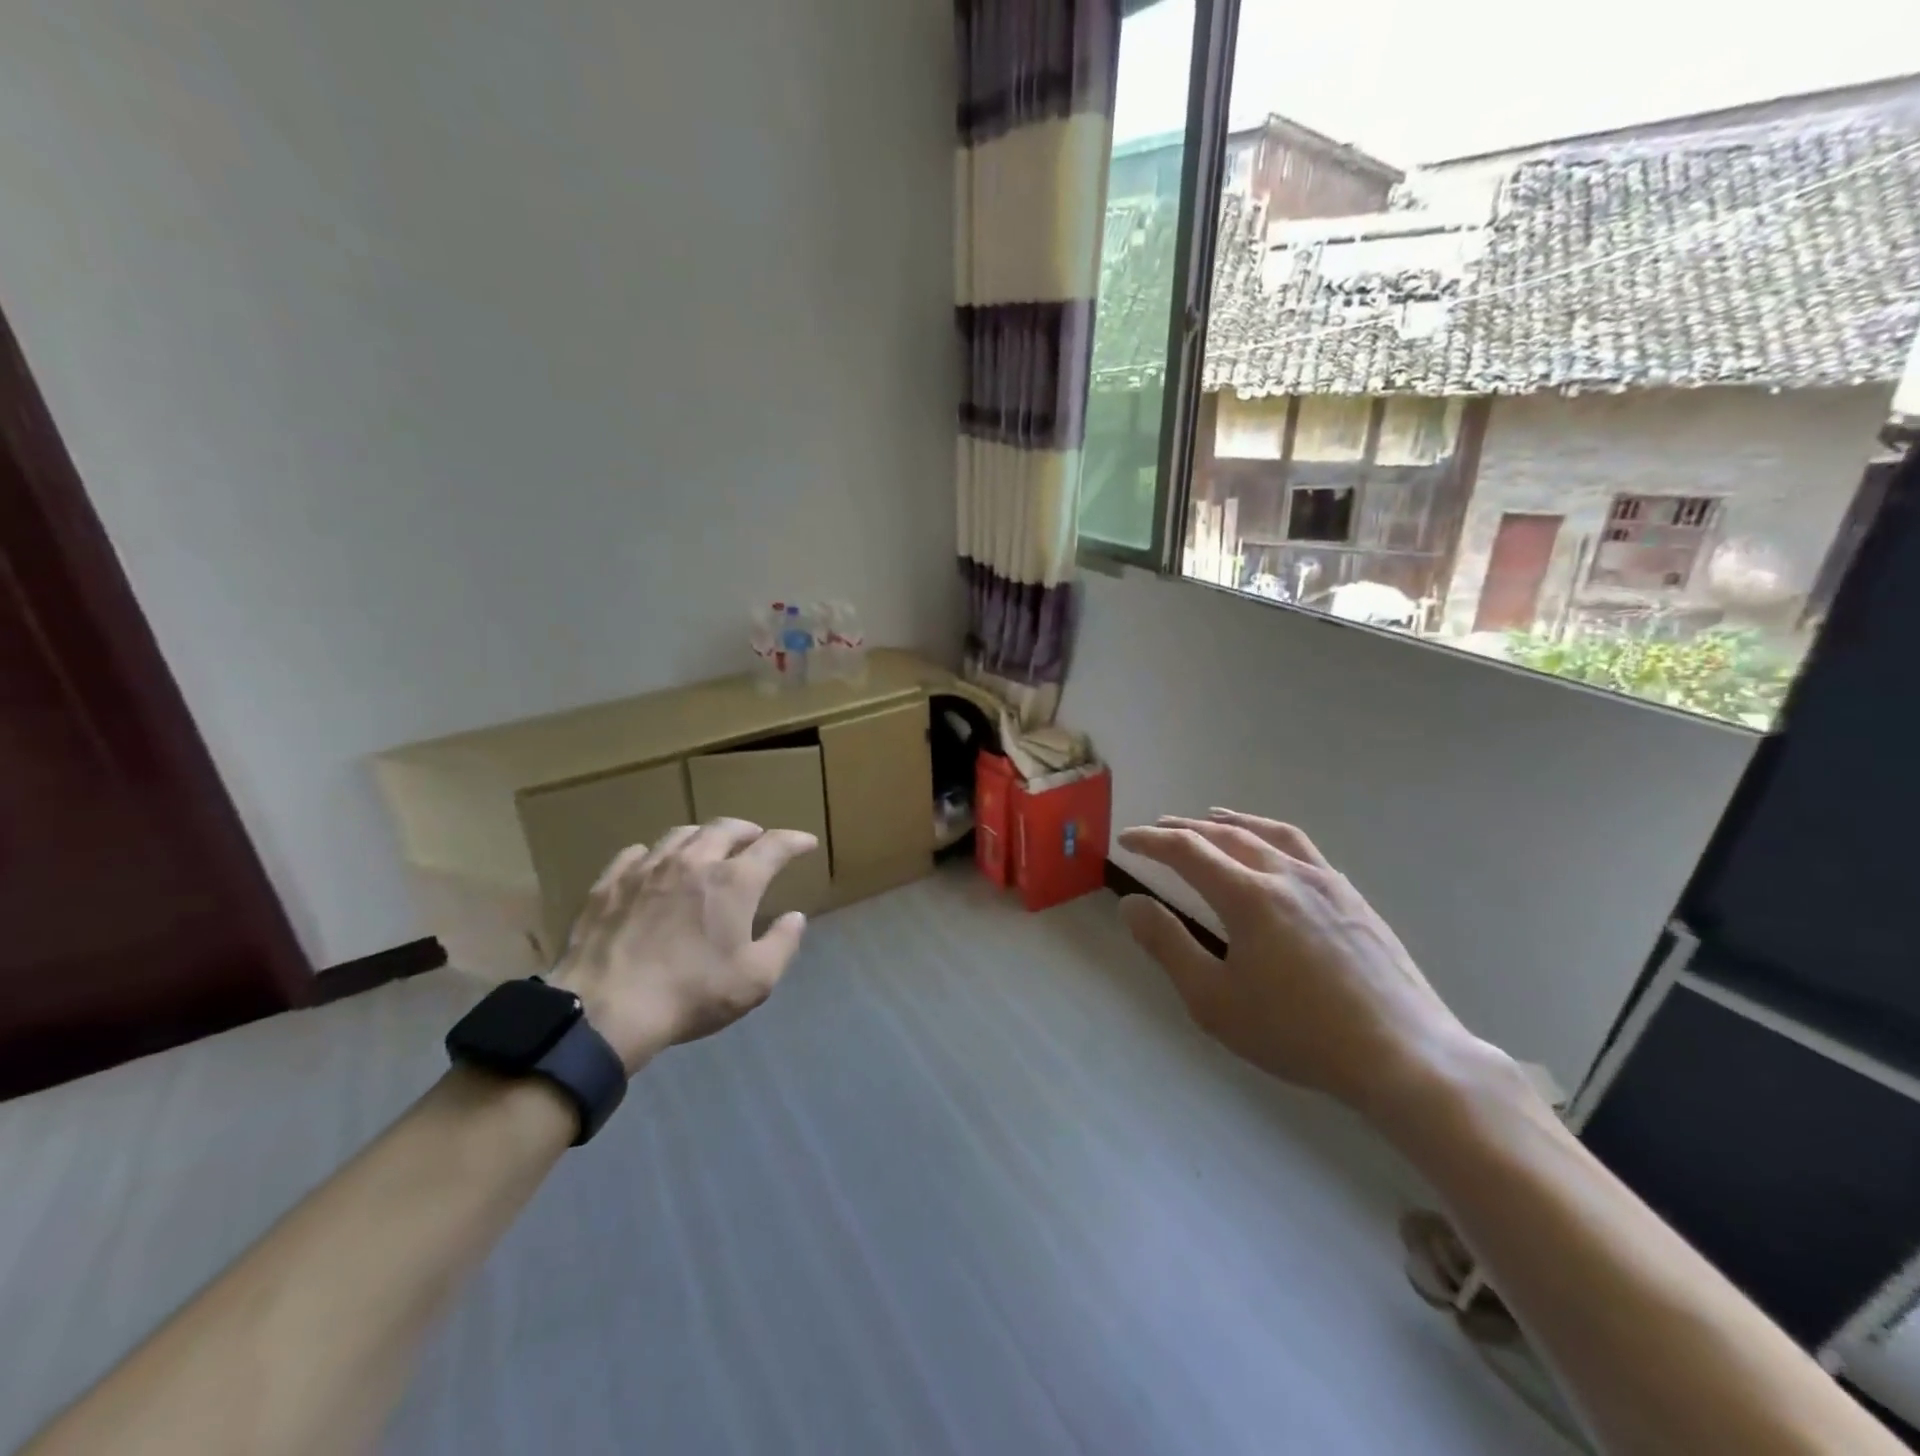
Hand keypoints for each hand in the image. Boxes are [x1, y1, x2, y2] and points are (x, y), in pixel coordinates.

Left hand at [547, 818, 817, 1071]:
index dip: (794, 841)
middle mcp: (693, 861)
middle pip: (725, 828)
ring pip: (680, 834)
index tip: (806, 843)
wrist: (606, 1010)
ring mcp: (647, 868)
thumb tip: (795, 917)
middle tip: (755, 838)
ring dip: (703, 836)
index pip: (774, 846)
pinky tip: (653, 864)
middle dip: (747, 830)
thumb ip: (782, 944)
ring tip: (708, 846)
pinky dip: (654, 854)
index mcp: (734, 881)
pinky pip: (636, 853)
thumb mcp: (755, 980)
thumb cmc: (691, 994)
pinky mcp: (609, 883)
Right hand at [1117, 810, 1489, 1120]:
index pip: (1187, 851)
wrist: (1403, 1055)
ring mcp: (1326, 882)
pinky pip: (1303, 848)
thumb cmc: (1298, 1033)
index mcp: (1248, 896)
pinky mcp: (1353, 897)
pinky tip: (1273, 852)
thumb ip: (1168, 947)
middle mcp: (1285, 874)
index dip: (1151, 841)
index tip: (1126, 839)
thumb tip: (1131, 904)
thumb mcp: (1215, 1001)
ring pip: (1269, 833)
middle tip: (1160, 828)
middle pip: (1226, 834)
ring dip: (1232, 821)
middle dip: (1186, 828)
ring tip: (1212, 817)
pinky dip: (1272, 836)